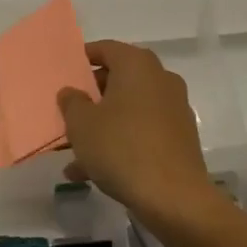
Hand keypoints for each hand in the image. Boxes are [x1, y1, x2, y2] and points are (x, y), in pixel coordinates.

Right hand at [56, 40, 218, 226]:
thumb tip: (72, 92)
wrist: (174, 198)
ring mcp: (174, 109)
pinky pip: (142, 131)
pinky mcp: (180, 138)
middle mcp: (160, 79)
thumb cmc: (122, 148)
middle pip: (119, 79)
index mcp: (137, 65)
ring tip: (74, 152)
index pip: (106, 49)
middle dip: (92, 96)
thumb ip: (72, 102)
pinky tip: (94, 172)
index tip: (66, 72)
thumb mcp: (82, 124)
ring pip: (129, 109)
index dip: (83, 58)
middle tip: (68, 112)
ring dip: (103, 125)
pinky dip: (120, 143)